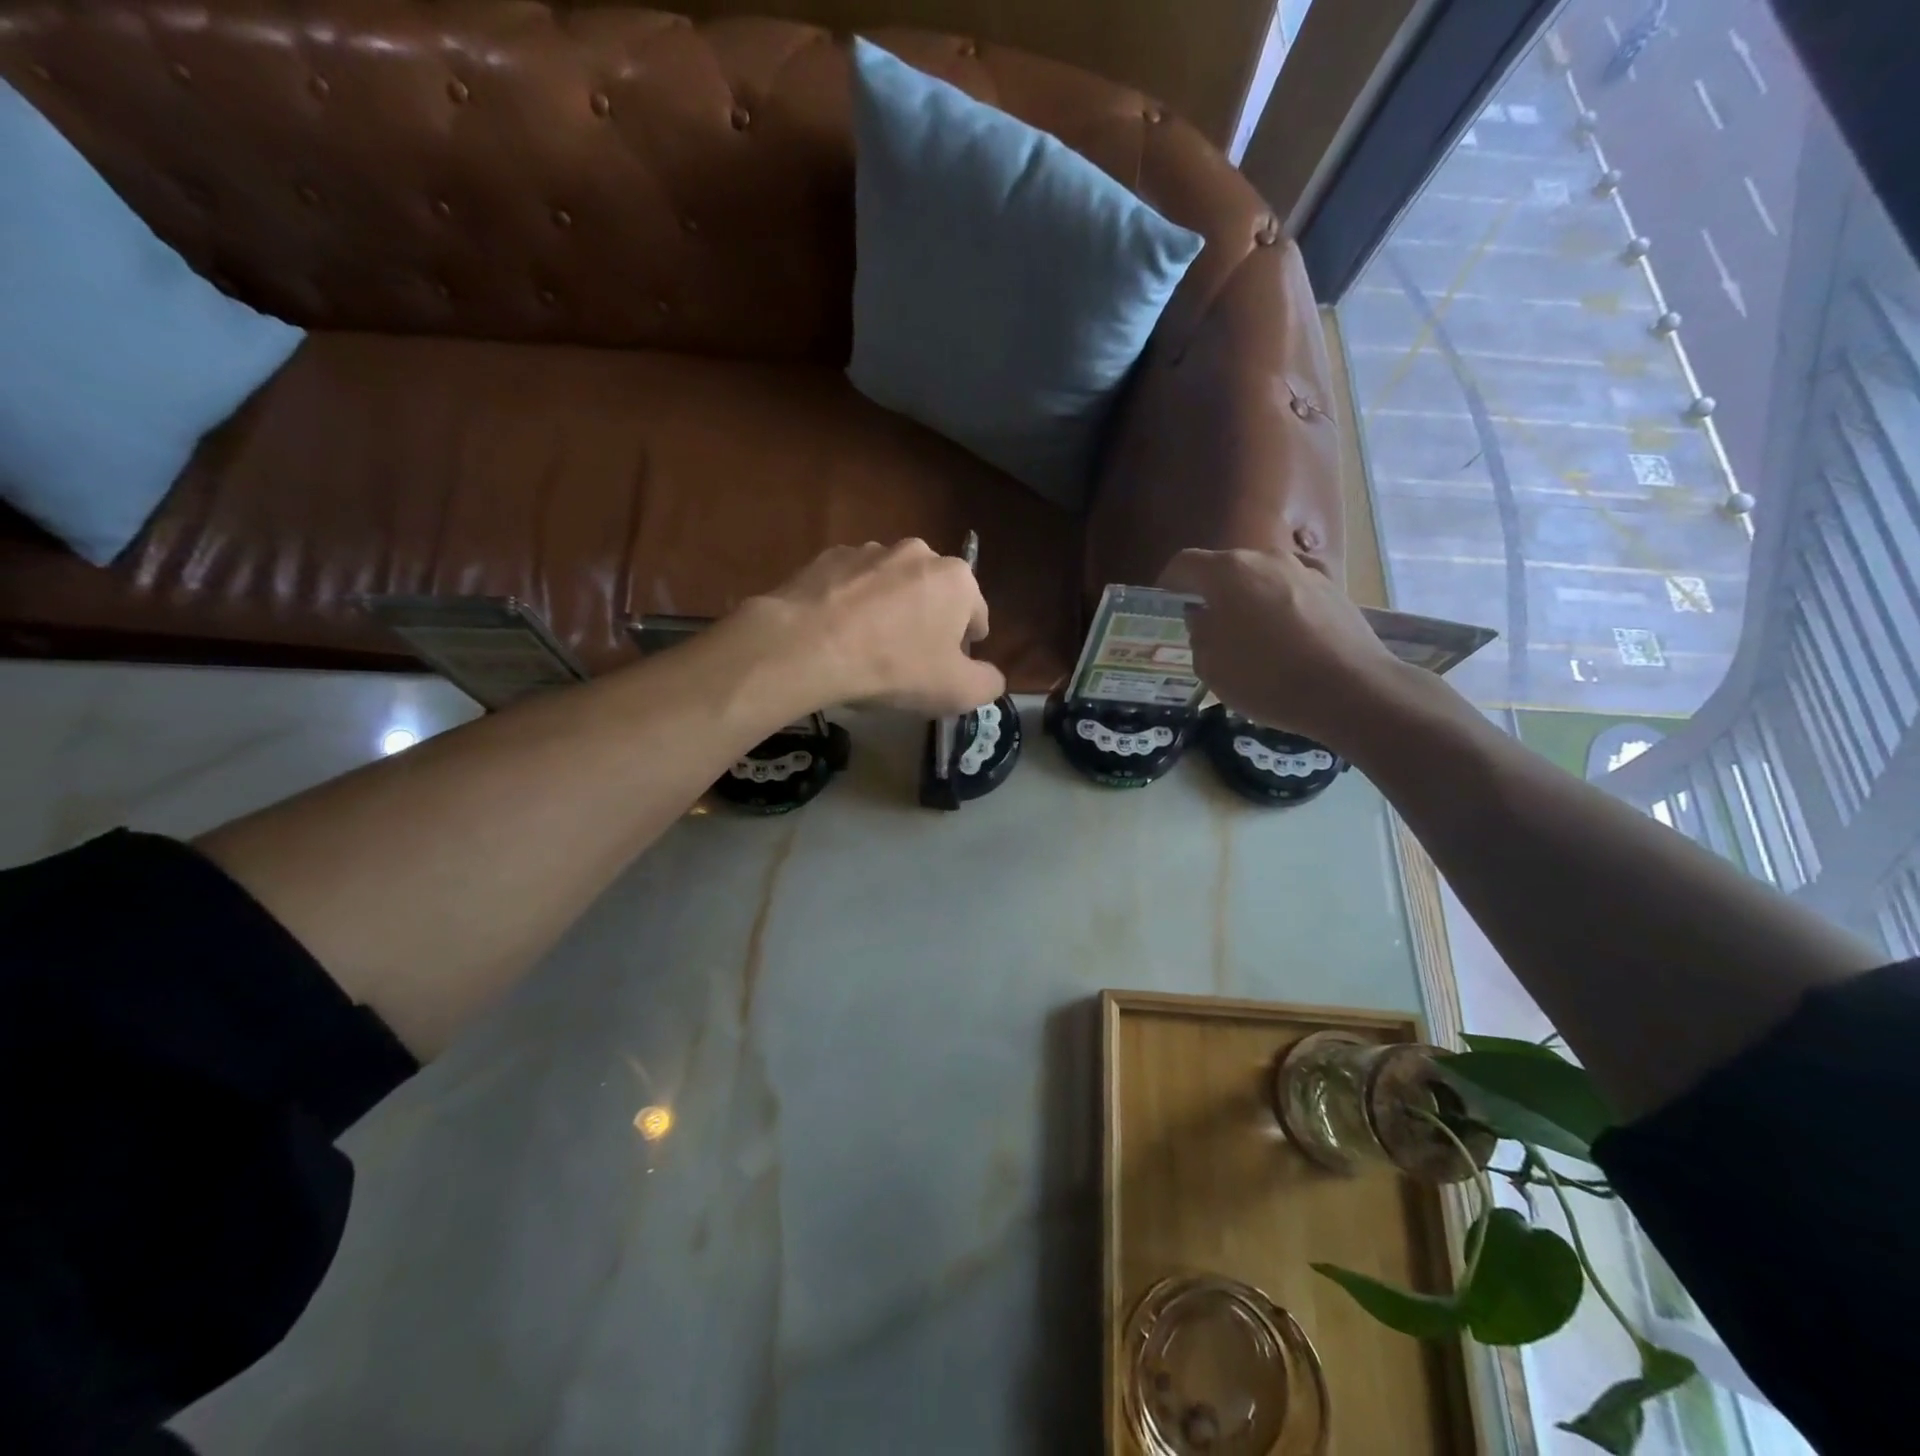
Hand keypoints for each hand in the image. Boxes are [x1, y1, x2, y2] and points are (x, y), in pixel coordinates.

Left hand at [735, 540, 1006, 714]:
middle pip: (934, 592)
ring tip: (869, 645)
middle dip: (928, 620)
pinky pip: (851, 584)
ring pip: (891, 585)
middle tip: (910, 658)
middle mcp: (918, 552)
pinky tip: (839, 634)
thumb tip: (992, 677)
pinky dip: (851, 604)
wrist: (810, 646)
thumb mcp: (957, 691)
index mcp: (957, 579)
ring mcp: (870, 550)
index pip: (976, 612)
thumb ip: (988, 683)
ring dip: (889, 608)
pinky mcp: (828, 557)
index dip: (967, 644)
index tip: (950, 666)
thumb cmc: (896, 667)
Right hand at [1158, 548, 1405, 745]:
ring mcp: (1304, 571)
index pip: (1184, 565)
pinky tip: (1287, 636)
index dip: (1168, 585)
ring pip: (1261, 580)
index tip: (1166, 608)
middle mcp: (1265, 559)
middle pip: (1225, 569)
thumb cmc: (1266, 678)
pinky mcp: (1334, 590)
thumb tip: (1204, 618)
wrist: (1350, 689)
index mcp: (1226, 572)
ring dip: (1248, 601)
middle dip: (1210, 594)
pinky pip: (1292, 593)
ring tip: (1249, 638)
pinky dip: (1281, 608)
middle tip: (1207, 629)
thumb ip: (1199, 634)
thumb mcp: (1210, 666)